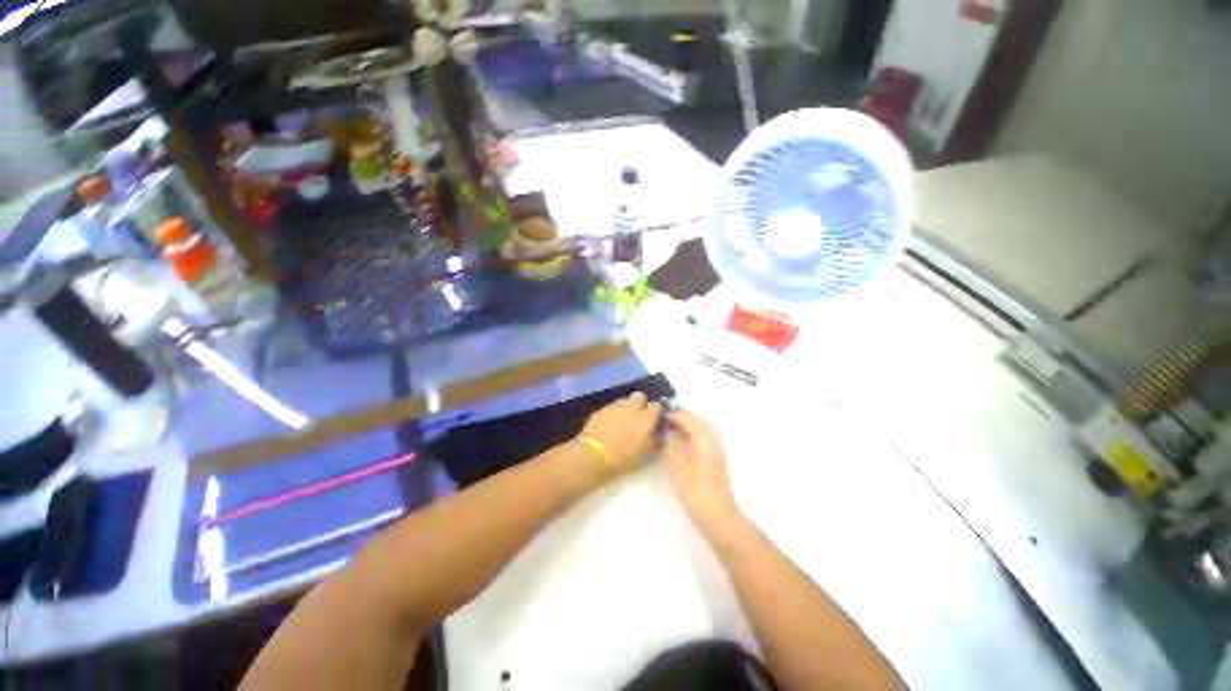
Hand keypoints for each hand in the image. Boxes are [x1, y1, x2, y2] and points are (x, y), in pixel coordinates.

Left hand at [577, 392, 661, 473]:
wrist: (593, 456)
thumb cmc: (623, 458)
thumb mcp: (645, 454)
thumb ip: (655, 440)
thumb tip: (659, 433)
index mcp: (646, 418)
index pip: (656, 406)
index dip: (656, 412)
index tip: (654, 420)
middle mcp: (632, 407)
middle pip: (640, 396)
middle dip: (641, 403)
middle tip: (639, 416)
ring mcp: (615, 406)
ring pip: (625, 400)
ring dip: (626, 407)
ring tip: (623, 420)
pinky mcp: (600, 410)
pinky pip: (611, 407)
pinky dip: (613, 413)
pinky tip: (610, 425)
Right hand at [663, 410, 742, 534]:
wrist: (718, 514)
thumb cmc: (696, 491)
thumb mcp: (677, 468)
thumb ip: (670, 446)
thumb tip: (665, 432)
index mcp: (704, 438)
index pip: (687, 418)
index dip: (673, 414)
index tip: (659, 414)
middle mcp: (713, 438)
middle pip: (697, 419)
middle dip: (681, 415)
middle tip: (664, 417)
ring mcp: (716, 447)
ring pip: (701, 426)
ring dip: (687, 423)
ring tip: (671, 426)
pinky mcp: (716, 456)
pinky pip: (704, 435)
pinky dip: (693, 431)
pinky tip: (682, 439)